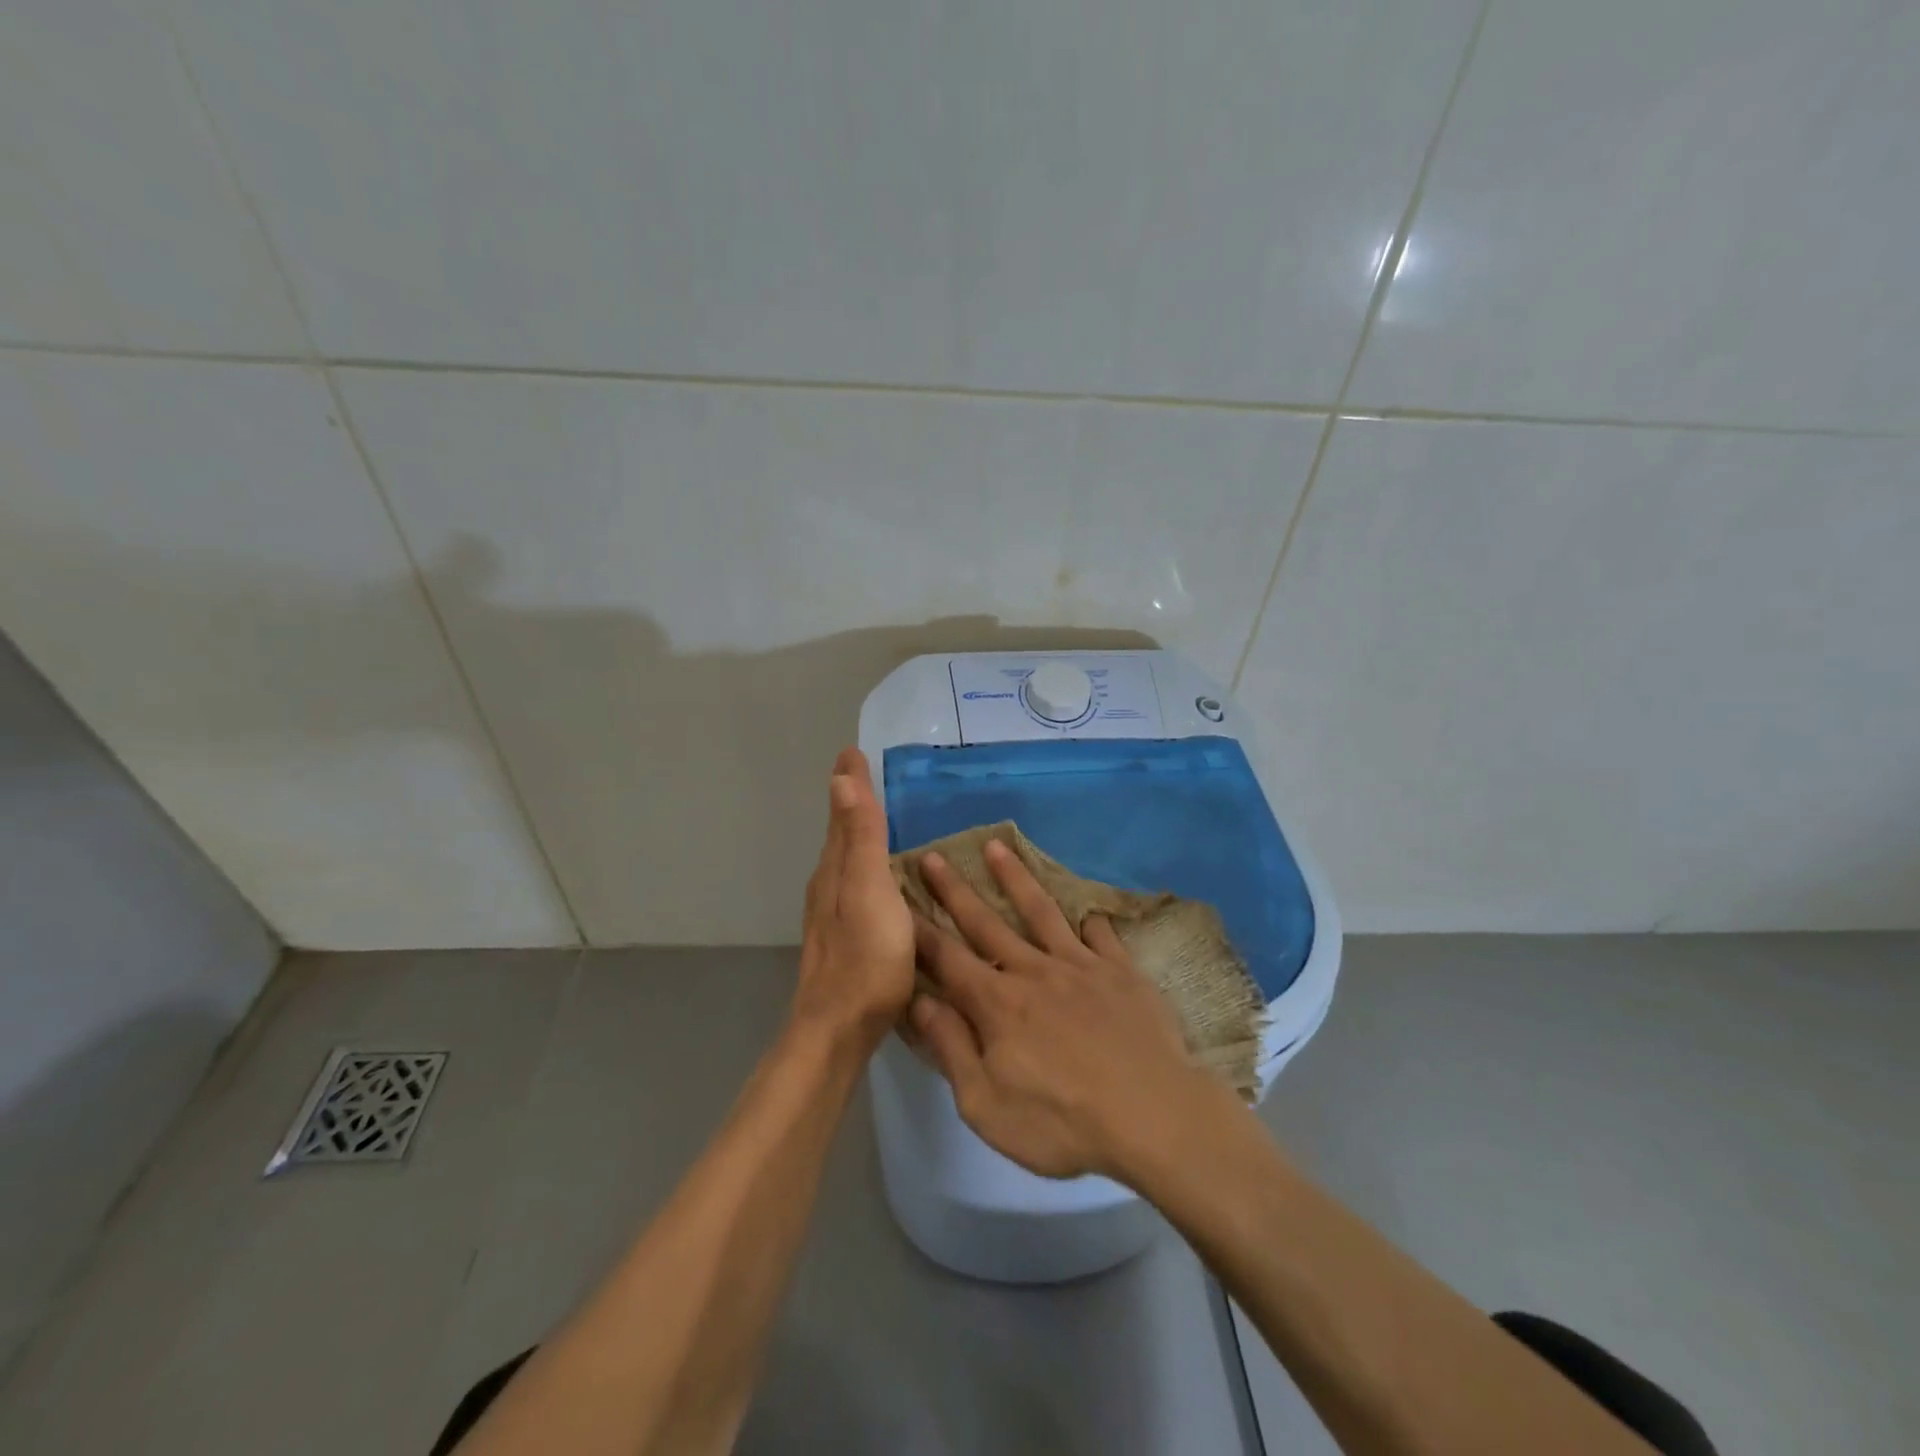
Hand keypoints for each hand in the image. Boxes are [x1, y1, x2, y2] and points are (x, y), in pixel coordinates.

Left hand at [792, 748, 915, 1048]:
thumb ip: (859, 838)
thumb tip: (840, 780)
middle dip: (849, 802)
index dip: (850, 782)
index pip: (843, 813)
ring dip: (854, 833)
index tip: (851, 751)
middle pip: (839, 833)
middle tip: (861, 775)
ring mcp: (832, 915)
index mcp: (836, 869)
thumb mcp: (869, 890)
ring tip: (871, 817)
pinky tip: (877, 880)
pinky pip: (853, 885)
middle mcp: (828, 886)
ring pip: (843, 860)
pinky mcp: (844, 938)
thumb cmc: (865, 957)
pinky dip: (862, 865)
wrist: (838, 1029)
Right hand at [907, 839, 1238, 1181]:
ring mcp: (1080, 965)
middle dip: (954, 890)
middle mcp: (1033, 970)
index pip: (947, 958)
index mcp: (997, 1003)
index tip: (900, 898)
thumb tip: (919, 1002)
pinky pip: (1101, 935)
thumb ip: (951, 1049)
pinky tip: (1087, 911)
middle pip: (985, 922)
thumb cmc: (1063, 1123)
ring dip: (1014, 878)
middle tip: (932, 857)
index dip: (920, 930)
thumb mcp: (987, 1106)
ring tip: (997, 846)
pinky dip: (1090, 921)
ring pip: (1039, 911)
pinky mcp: (1120, 971)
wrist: (1155, 1116)